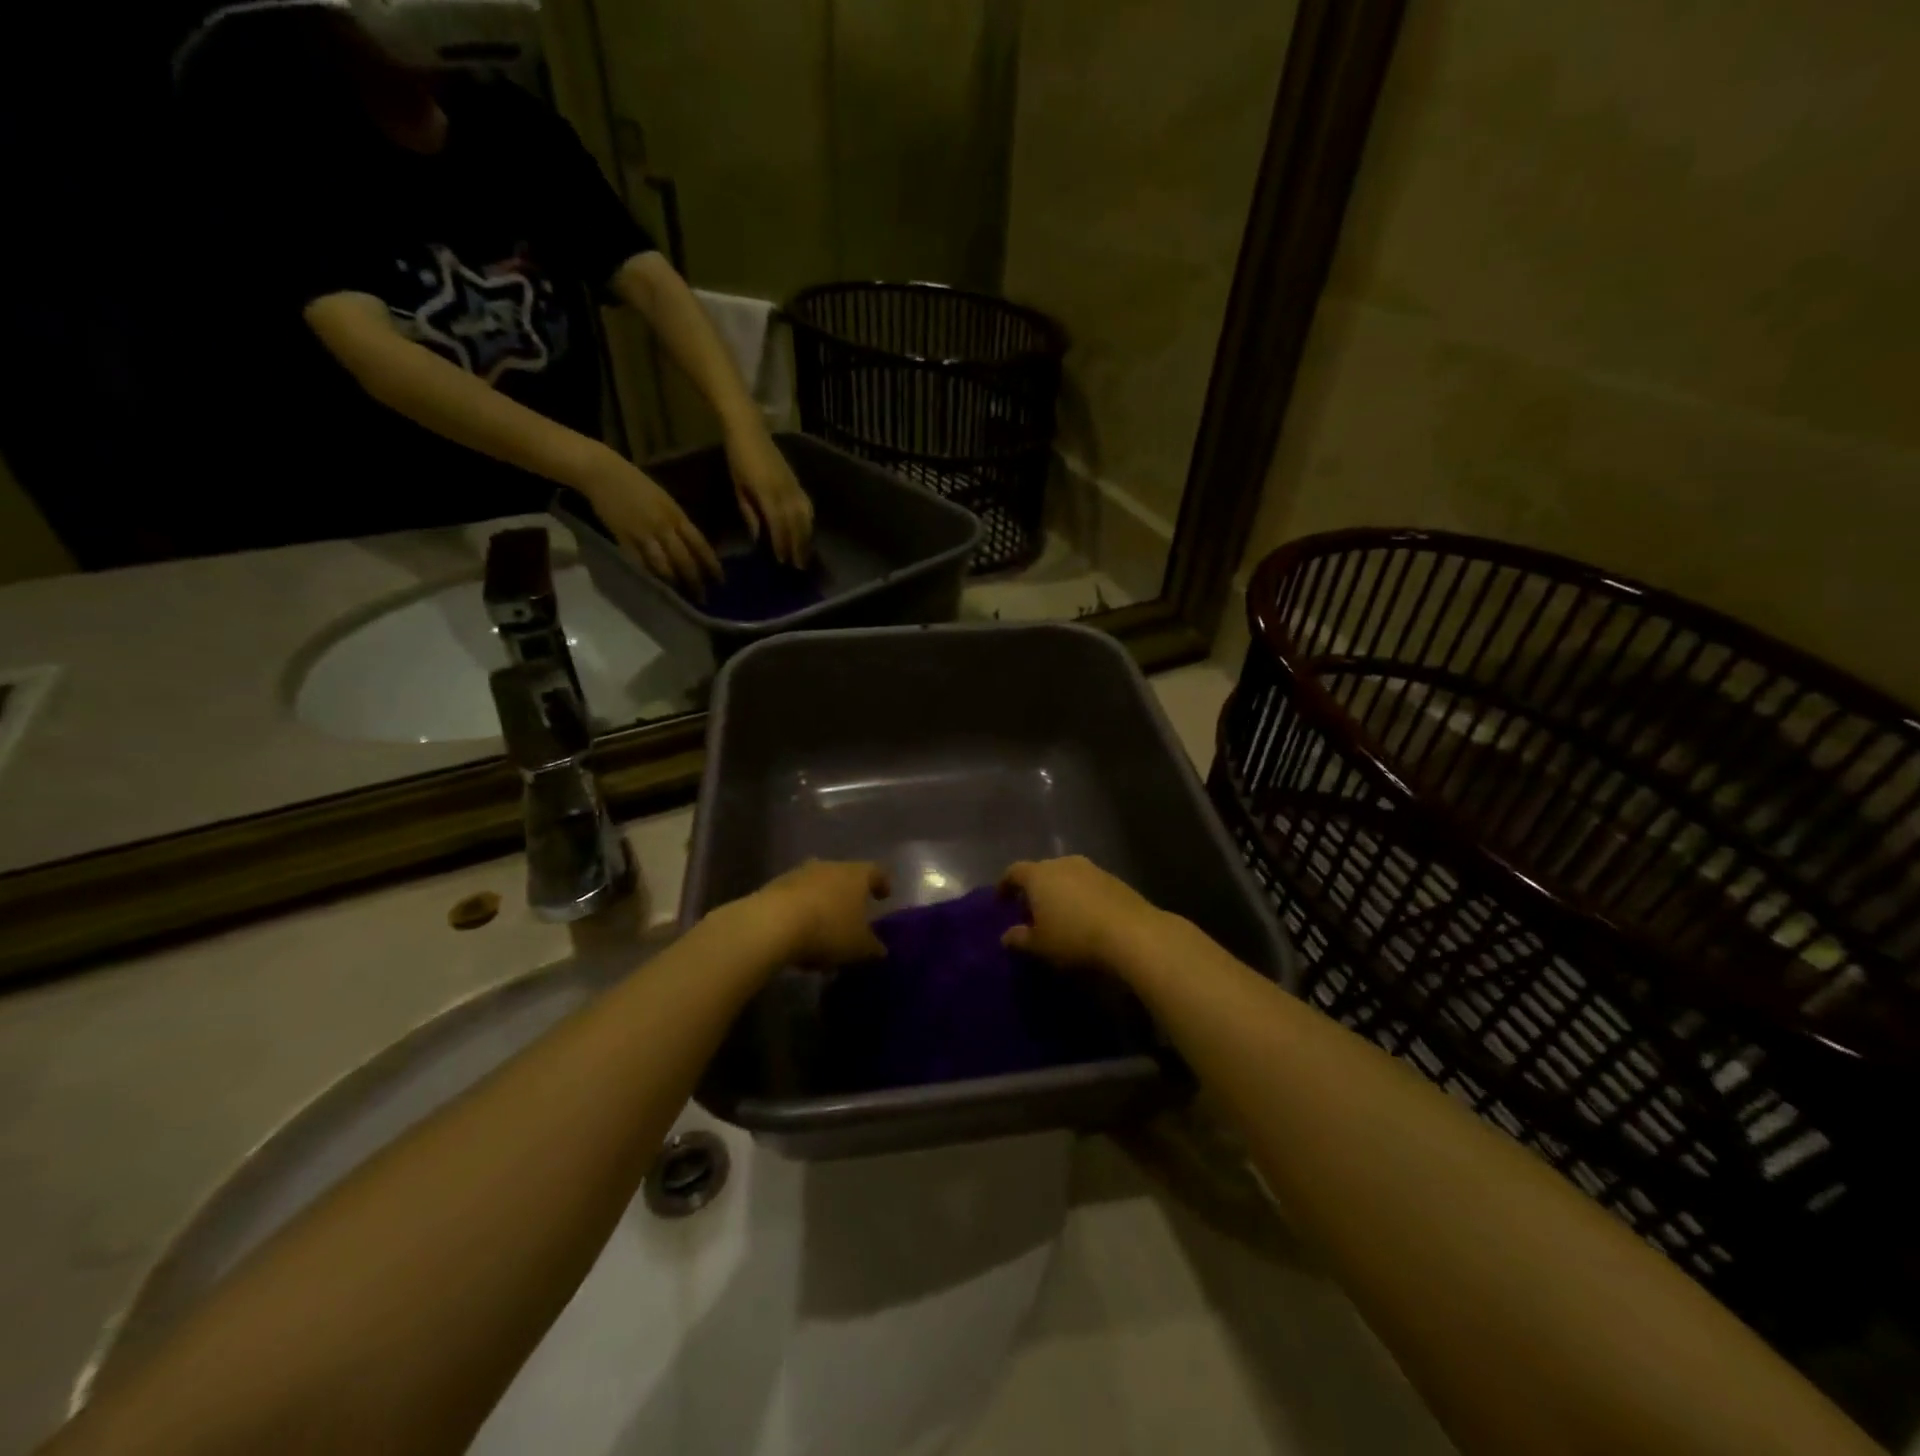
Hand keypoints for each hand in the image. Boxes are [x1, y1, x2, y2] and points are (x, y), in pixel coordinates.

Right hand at [575, 445, 722, 598]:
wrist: (603, 473)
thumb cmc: (637, 485)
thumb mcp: (666, 501)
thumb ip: (679, 524)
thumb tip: (693, 547)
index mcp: (677, 515)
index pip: (700, 545)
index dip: (711, 565)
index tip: (720, 581)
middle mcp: (664, 527)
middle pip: (684, 560)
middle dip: (695, 581)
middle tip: (703, 598)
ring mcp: (643, 534)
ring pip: (664, 565)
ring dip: (674, 583)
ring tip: (682, 597)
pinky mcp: (623, 539)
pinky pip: (640, 563)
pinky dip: (650, 576)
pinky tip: (657, 587)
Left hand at [724, 426, 813, 566]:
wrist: (749, 430)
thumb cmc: (737, 458)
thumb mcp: (739, 488)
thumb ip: (750, 513)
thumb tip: (759, 537)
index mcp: (767, 493)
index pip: (778, 525)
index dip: (782, 544)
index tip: (782, 562)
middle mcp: (785, 492)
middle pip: (796, 525)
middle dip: (798, 547)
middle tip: (799, 567)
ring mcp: (794, 486)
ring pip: (806, 517)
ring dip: (806, 538)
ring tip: (805, 554)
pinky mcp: (798, 483)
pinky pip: (808, 507)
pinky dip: (809, 522)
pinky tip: (808, 532)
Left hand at [753, 859, 890, 964]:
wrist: (772, 923)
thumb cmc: (828, 930)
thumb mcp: (859, 947)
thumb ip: (873, 947)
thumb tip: (880, 949)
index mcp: (856, 875)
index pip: (876, 872)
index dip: (882, 884)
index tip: (884, 896)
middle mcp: (830, 866)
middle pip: (845, 877)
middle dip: (849, 896)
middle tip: (853, 916)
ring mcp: (799, 874)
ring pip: (818, 886)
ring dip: (822, 904)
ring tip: (823, 930)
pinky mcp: (774, 886)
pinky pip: (795, 898)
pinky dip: (801, 912)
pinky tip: (799, 935)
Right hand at [999, 857, 1162, 969]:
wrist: (1131, 933)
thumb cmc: (1074, 937)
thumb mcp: (1040, 945)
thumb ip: (1019, 938)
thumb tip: (1006, 936)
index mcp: (1038, 875)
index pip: (1014, 872)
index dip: (1005, 885)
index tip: (1001, 900)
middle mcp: (1063, 864)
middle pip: (1041, 871)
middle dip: (1034, 888)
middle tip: (1030, 910)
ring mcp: (1091, 869)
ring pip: (1067, 876)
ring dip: (1060, 891)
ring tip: (1059, 914)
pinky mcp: (1114, 880)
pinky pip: (1088, 884)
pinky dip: (1081, 896)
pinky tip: (1085, 916)